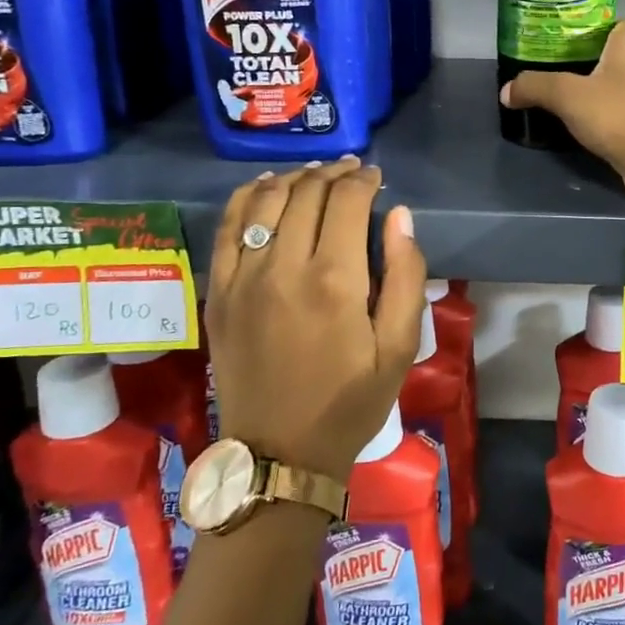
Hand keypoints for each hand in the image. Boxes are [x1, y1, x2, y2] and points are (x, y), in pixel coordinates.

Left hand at [205, 158, 425, 479]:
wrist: (279, 452)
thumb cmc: (351, 401)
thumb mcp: (401, 346)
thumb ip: (406, 275)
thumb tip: (399, 215)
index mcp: (335, 280)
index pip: (347, 201)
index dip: (364, 180)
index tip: (376, 178)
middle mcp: (283, 267)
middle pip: (306, 193)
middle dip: (334, 174)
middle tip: (352, 172)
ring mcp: (242, 278)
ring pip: (265, 201)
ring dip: (294, 179)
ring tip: (315, 175)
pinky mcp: (217, 293)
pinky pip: (226, 228)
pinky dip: (247, 198)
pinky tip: (266, 189)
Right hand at [501, 19, 624, 202]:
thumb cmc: (619, 114)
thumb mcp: (567, 97)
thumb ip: (535, 87)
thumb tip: (506, 91)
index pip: (606, 25)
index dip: (581, 37)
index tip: (559, 55)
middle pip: (616, 55)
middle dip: (592, 67)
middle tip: (562, 80)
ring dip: (608, 93)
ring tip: (577, 106)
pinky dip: (621, 114)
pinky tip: (601, 128)